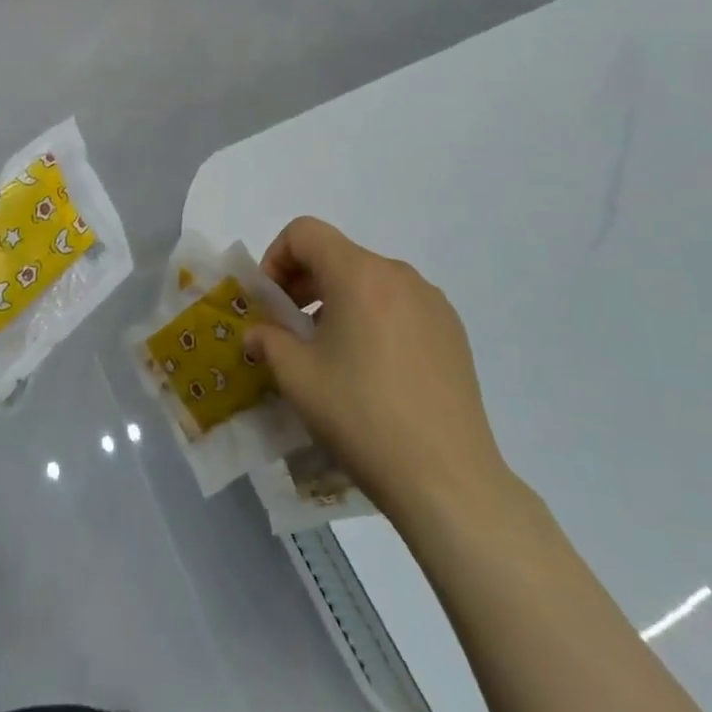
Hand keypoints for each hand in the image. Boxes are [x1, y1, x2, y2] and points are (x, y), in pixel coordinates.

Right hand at [243, 217, 511, 519]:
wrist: (447, 478)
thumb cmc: (362, 416)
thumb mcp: (298, 378)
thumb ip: (269, 341)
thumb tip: (258, 334)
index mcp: (360, 274)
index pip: (305, 232)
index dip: (276, 257)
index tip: (271, 302)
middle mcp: (399, 275)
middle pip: (338, 254)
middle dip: (304, 282)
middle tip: (290, 329)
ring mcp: (432, 302)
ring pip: (369, 281)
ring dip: (338, 301)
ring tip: (330, 353)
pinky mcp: (452, 331)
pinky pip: (399, 305)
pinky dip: (373, 318)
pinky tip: (372, 370)